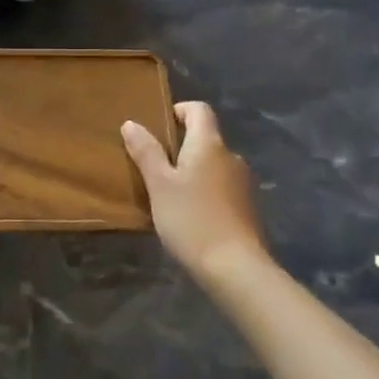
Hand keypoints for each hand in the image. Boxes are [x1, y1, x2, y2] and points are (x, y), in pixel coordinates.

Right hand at [121, 101, 268, 284]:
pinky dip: (206, 191)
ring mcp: (243, 184)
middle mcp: (231, 156)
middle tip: (156, 166)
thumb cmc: (192, 219)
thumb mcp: (159, 185)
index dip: (179, 110)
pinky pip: (222, 187)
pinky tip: (191, 215)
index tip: (159, 127)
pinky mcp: (247, 209)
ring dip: (194, 171)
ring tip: (171, 194)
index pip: (199, 109)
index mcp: (209, 144)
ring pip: (214, 165)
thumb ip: (146, 152)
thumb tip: (131, 123)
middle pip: (206, 138)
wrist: (236, 269)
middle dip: (182, 146)